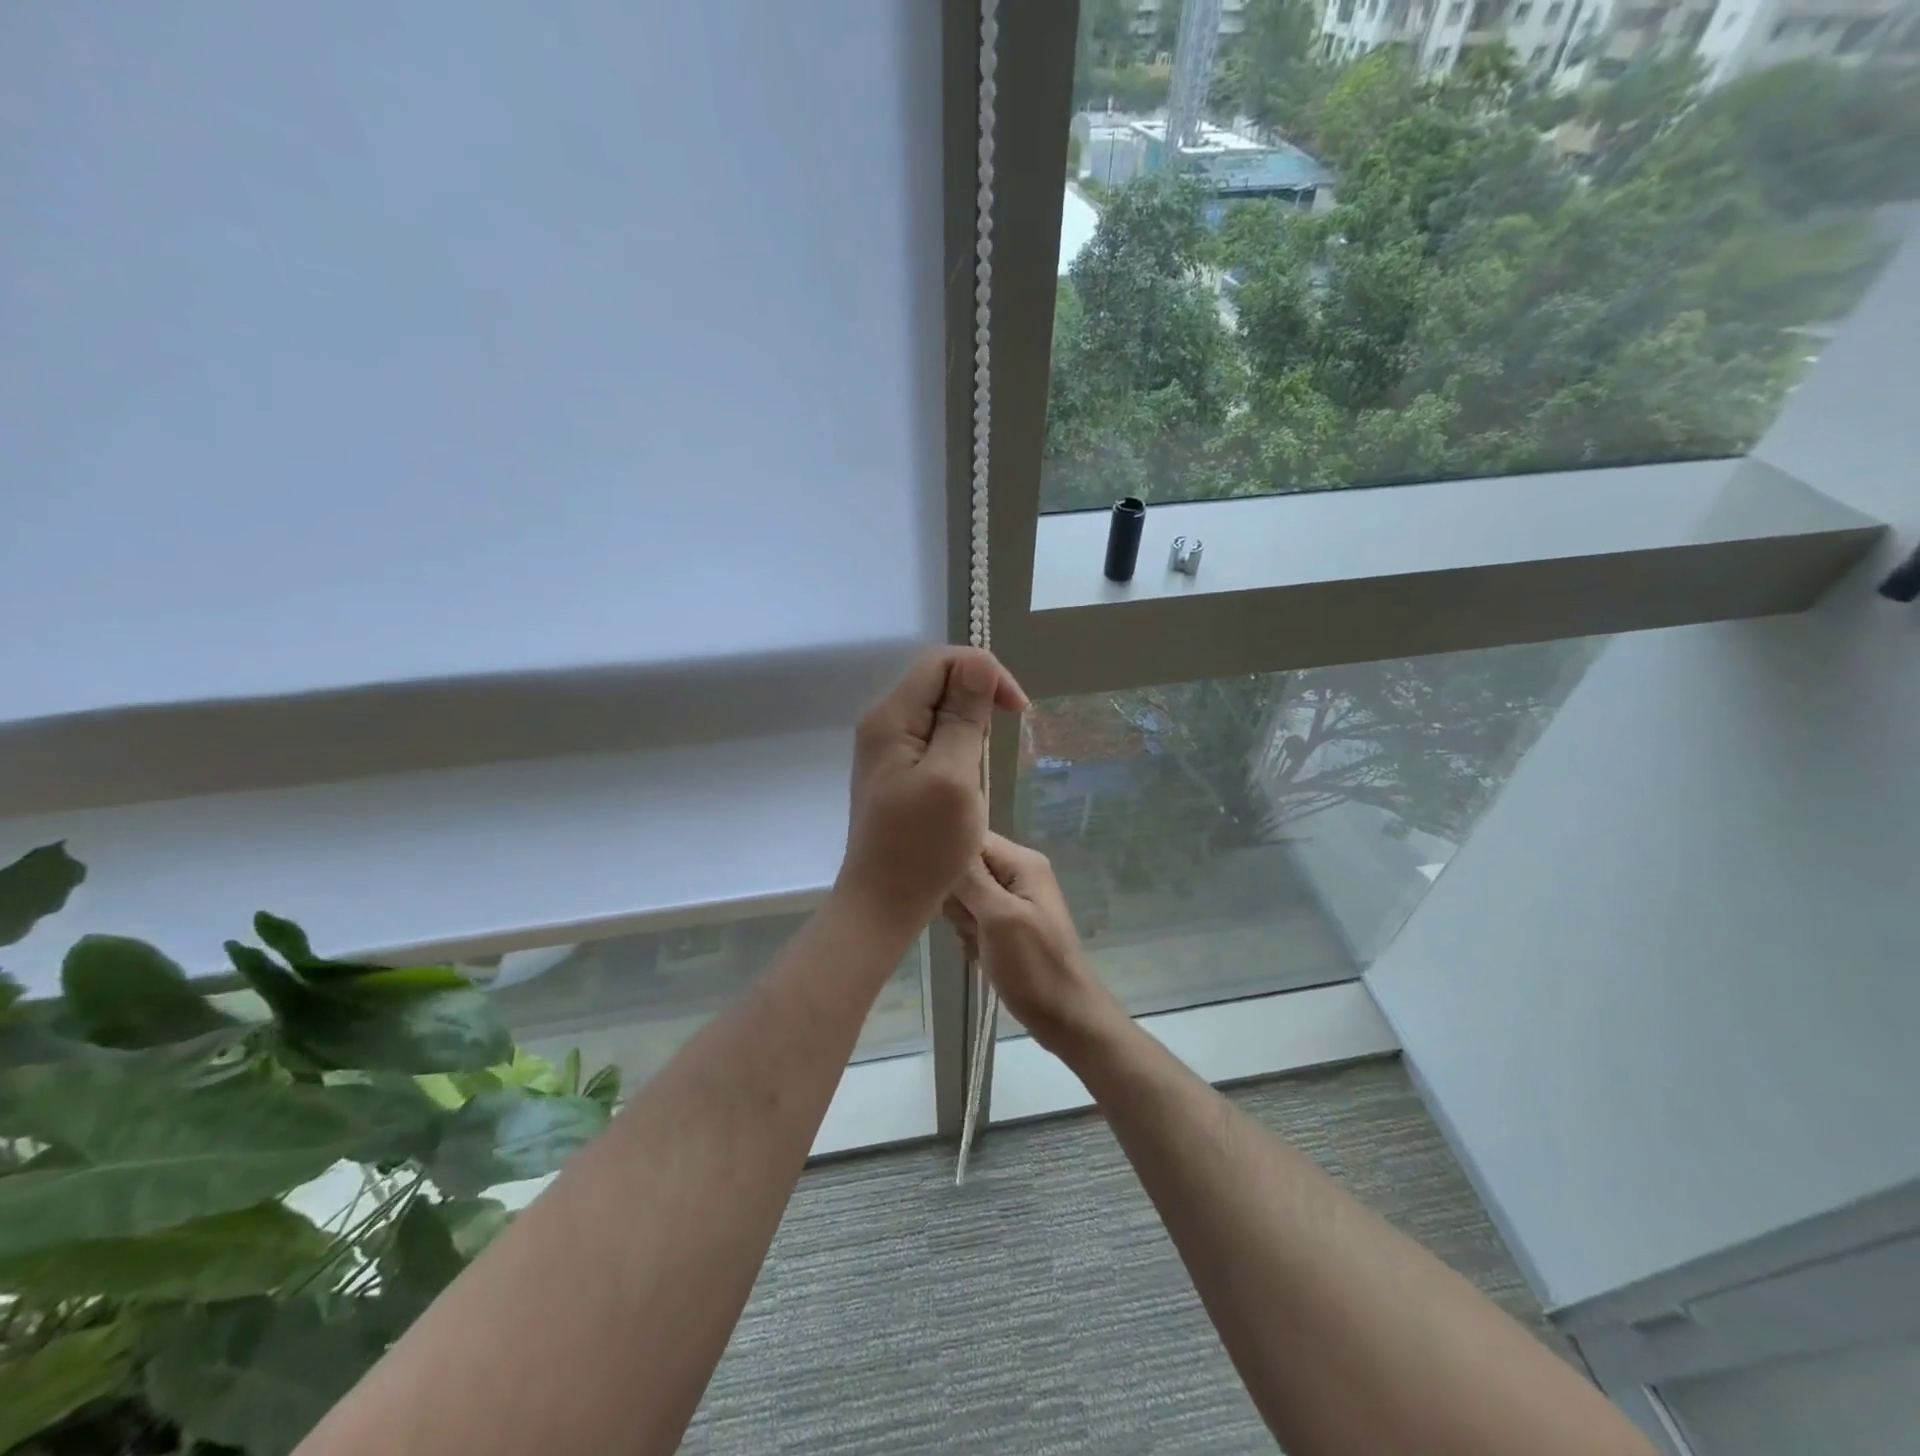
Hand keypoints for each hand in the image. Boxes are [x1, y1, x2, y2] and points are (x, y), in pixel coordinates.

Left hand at [836, 648, 1027, 936]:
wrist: (882, 904)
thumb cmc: (921, 847)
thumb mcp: (953, 778)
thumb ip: (964, 718)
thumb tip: (978, 664)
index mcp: (892, 717)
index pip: (943, 661)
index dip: (985, 673)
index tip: (1017, 711)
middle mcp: (883, 723)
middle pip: (940, 682)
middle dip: (978, 703)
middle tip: (993, 750)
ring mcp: (887, 749)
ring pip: (940, 712)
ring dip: (969, 731)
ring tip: (976, 775)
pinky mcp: (895, 771)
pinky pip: (933, 740)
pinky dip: (958, 752)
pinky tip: (963, 784)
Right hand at [946, 833, 1123, 1054]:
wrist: (1064, 1016)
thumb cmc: (1034, 966)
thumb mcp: (999, 917)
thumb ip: (971, 878)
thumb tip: (945, 840)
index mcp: (1022, 862)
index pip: (973, 838)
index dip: (952, 858)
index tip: (945, 887)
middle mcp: (1018, 873)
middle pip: (965, 867)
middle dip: (958, 897)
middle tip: (973, 923)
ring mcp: (1012, 900)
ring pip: (964, 896)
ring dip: (963, 921)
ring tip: (980, 942)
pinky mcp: (1005, 924)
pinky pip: (972, 918)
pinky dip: (971, 936)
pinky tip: (981, 954)